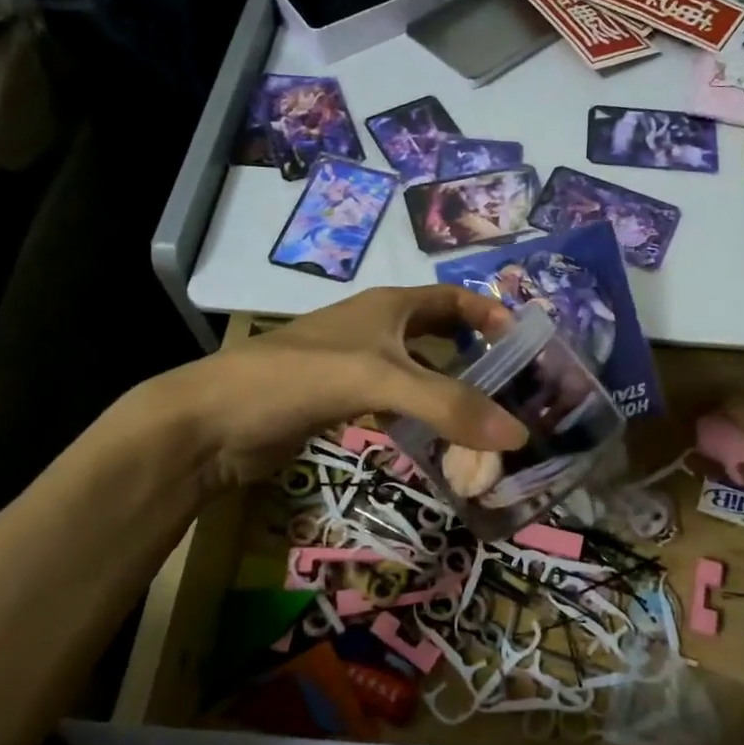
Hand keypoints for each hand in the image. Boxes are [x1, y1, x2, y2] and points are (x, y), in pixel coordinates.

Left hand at [133, 286, 528, 489]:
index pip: (454, 298)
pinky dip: (423, 421)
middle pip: (442, 337)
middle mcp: (377, 330)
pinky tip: (441, 446)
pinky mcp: (342, 402)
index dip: (491, 314)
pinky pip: (398, 406)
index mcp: (388, 307)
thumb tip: (520, 435)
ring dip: (453, 396)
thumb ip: (448, 405)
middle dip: (479, 359)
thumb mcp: (379, 381)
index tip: (528, 345)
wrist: (215, 422)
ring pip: (421, 376)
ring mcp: (358, 367)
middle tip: (516, 393)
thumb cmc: (297, 379)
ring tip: (489, 426)